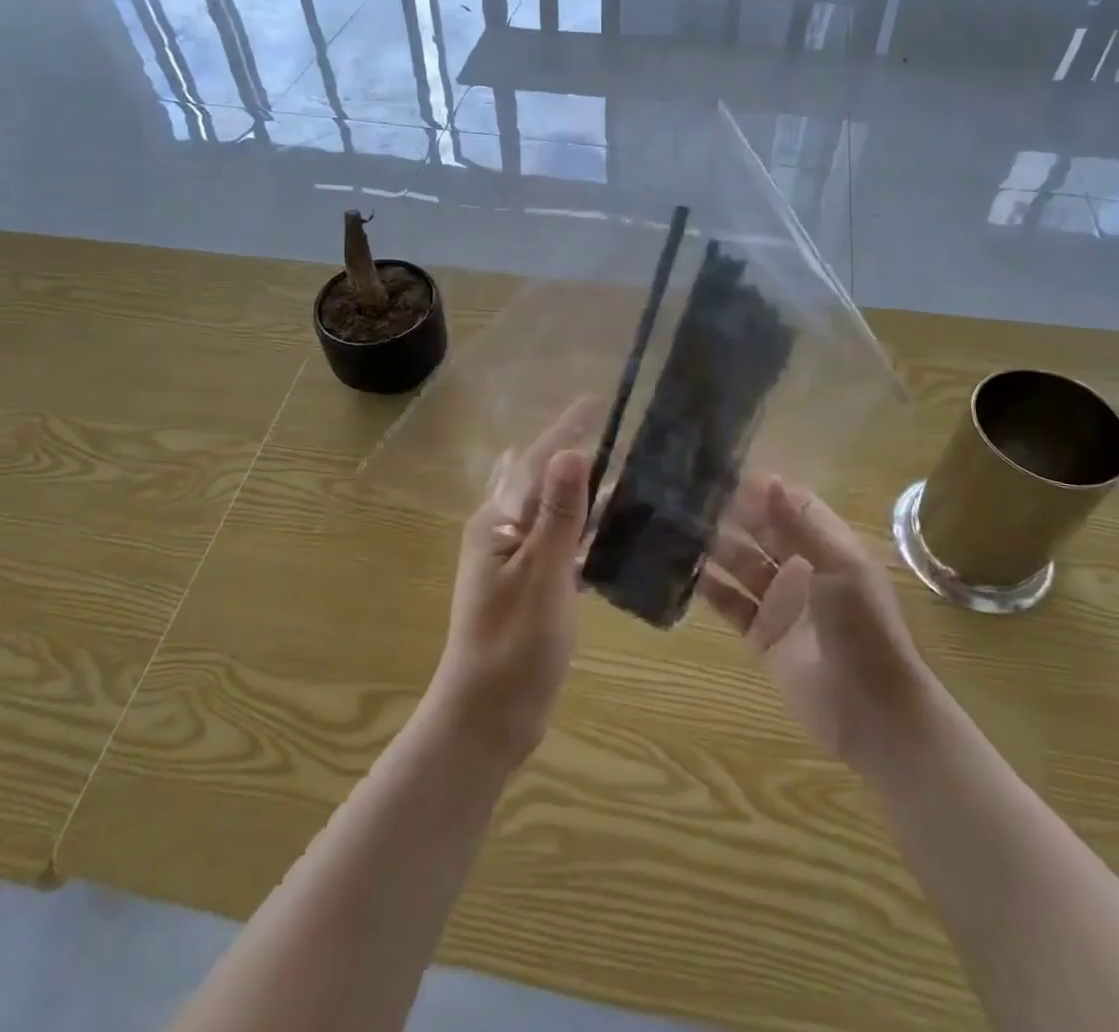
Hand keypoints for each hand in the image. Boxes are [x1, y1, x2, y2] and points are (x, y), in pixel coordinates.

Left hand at [425, 403, 595, 768]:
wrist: (488, 718)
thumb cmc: (513, 644)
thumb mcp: (541, 575)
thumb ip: (558, 515)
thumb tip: (570, 451)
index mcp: (496, 522)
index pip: (534, 461)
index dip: (565, 430)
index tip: (595, 401)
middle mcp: (502, 533)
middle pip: (544, 482)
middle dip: (576, 457)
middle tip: (621, 437)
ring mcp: (516, 562)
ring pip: (556, 515)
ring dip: (586, 496)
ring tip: (630, 478)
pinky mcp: (532, 588)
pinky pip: (563, 546)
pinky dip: (587, 534)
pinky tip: (618, 534)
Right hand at [699, 476, 923, 760]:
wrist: (872, 711)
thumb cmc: (863, 628)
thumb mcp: (838, 567)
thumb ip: (799, 524)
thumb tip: (768, 479)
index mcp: (827, 546)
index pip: (789, 505)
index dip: (760, 489)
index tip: (722, 471)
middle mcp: (800, 567)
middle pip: (760, 531)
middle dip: (730, 514)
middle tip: (688, 495)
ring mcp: (779, 601)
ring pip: (739, 563)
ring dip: (713, 547)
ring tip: (675, 527)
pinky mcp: (760, 633)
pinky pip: (729, 603)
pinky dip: (707, 587)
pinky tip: (680, 570)